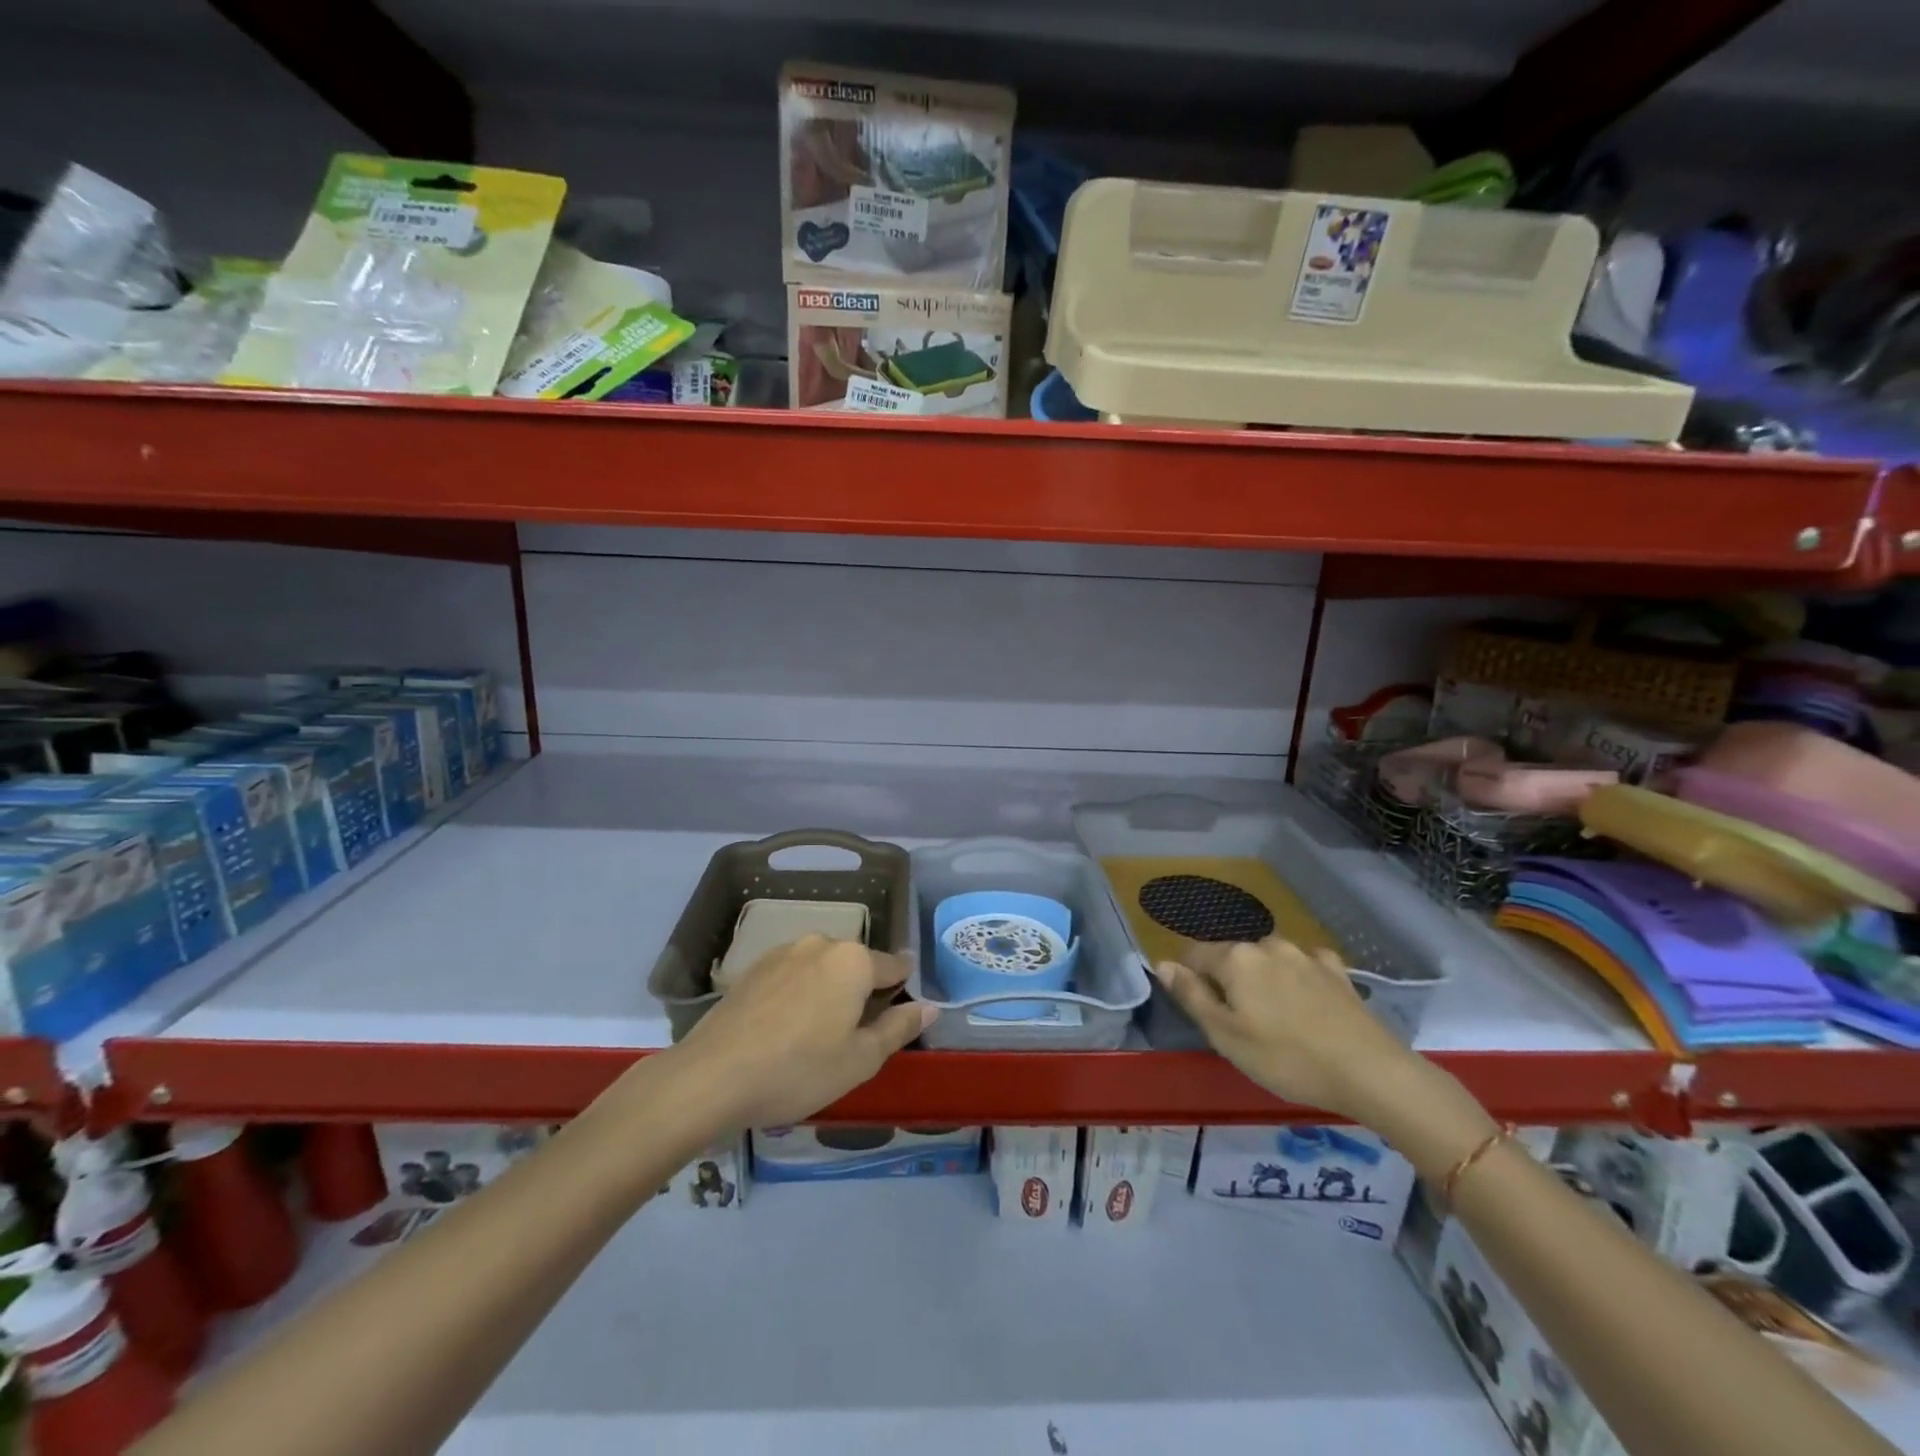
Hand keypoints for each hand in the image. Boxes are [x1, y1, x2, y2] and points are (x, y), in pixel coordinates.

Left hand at [675, 935, 937, 1126]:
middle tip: (855, 1036)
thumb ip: (899, 1028)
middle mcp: (821, 944)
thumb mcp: (861, 1059)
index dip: (902, 990)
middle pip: (855, 965)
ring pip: (821, 968)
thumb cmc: (799, 1069)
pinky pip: (791, 975)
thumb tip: (929, 1006)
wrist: (712, 1076)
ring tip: (816, 1035)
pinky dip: (797, 995)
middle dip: (861, 991)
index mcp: (854, 960)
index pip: (893, 967)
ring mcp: (783, 952)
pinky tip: (784, 1029)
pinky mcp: (752, 968)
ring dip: (827, 992)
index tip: (900, 1013)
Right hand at [1152, 937, 1415, 1120]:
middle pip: (1232, 957)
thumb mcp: (1225, 1036)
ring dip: (1264, 980)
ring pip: (1268, 960)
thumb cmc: (1286, 1058)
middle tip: (1241, 1026)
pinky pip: (1304, 966)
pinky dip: (1298, 978)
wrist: (1370, 1072)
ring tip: (1276, 1019)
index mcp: (1235, 958)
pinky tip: (1308, 1001)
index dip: (1190, 981)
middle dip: (1229, 982)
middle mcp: (1267, 945)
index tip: (1204, 1014)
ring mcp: (1305, 955)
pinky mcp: (1336, 971)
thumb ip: (1190, 996)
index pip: (1194, 956)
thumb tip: (1161, 963)